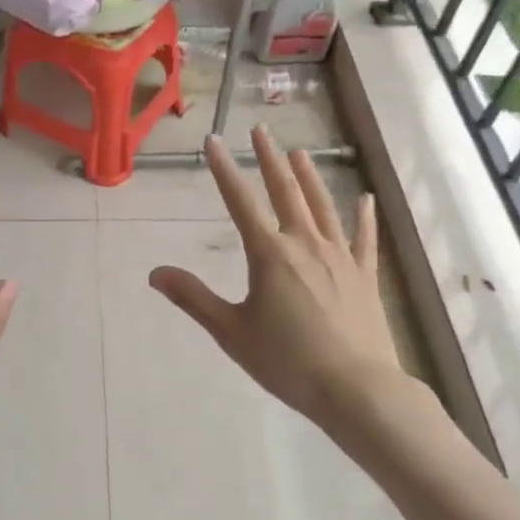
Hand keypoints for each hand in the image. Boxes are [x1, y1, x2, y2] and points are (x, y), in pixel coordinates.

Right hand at [149, 129, 404, 435]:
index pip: (240, 202)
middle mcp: (304, 244)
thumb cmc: (287, 361)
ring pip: (322, 206)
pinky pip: (363, 238)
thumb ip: (194, 298)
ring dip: (309, 177)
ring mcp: (339, 256)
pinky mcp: (364, 275)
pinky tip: (365, 199)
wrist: (356, 389)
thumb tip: (155, 272)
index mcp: (269, 254)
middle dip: (270, 159)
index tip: (214, 140)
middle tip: (261, 130)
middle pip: (285, 191)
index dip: (225, 169)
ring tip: (299, 152)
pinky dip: (363, 217)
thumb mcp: (231, 332)